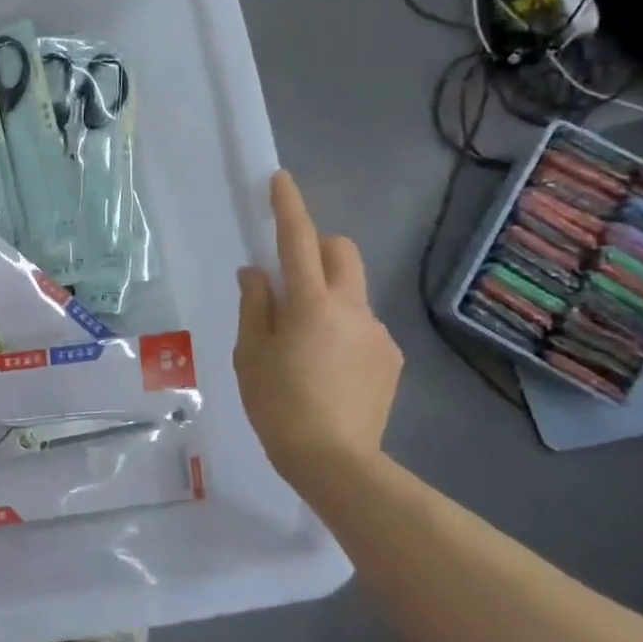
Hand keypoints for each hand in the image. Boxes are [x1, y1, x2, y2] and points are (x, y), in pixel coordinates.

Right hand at [235, 171, 402, 475]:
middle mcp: (352, 308)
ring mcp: (377, 333)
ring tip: (304, 344)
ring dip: (327, 295)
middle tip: (289, 278)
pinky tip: (327, 369)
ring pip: (352, 291)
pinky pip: (362, 325)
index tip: (279, 179)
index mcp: (311, 304)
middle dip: (317, 247)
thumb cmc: (278, 405)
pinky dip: (342, 329)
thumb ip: (255, 306)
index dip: (288, 207)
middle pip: (342, 252)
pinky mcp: (391, 358)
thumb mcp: (251, 354)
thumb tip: (256, 273)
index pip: (298, 240)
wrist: (336, 462)